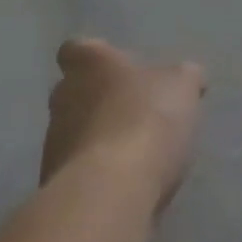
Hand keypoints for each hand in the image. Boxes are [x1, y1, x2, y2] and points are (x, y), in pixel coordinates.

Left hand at [41, 38, 205, 210]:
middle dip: (95, 102)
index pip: (75, 49)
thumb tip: (188, 75)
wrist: (111, 192)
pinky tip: (122, 188)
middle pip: (72, 92)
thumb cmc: (145, 120)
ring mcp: (54, 143)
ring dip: (94, 141)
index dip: (93, 58)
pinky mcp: (55, 184)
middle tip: (129, 113)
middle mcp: (63, 97)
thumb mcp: (181, 88)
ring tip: (129, 157)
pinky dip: (94, 177)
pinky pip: (76, 173)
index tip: (113, 69)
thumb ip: (183, 78)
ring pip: (72, 133)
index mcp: (88, 64)